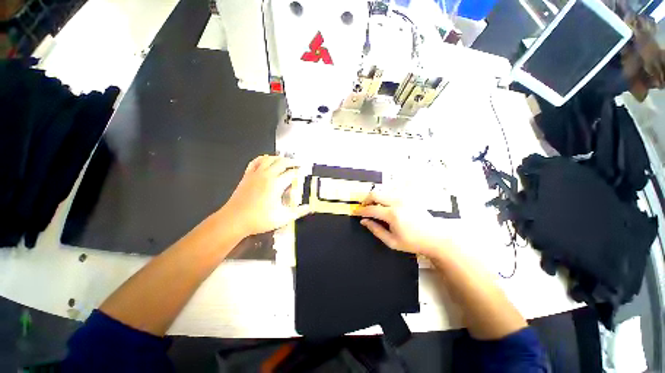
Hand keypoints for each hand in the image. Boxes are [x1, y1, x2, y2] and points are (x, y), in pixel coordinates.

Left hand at [221, 155, 309, 236]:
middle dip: (292, 162)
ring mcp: (256, 174)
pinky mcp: (247, 176)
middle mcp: (267, 175)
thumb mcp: (283, 218)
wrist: (234, 220)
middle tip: (298, 164)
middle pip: (282, 162)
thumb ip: (298, 212)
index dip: (299, 172)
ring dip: (279, 158)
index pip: (292, 173)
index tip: (304, 173)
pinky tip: (266, 160)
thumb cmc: (259, 219)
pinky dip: (262, 158)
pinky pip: (255, 162)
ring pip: (269, 159)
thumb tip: (309, 208)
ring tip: (285, 160)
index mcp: (276, 184)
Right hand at [353, 189, 449, 257]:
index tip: (355, 212)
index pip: (371, 209)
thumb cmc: (413, 242)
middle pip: (375, 194)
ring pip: (383, 192)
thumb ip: (375, 230)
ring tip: (374, 208)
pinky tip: (386, 206)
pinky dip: (385, 198)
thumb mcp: (391, 241)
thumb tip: (364, 221)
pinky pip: (392, 193)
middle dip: (366, 200)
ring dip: (375, 198)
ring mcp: (404, 198)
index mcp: (392, 214)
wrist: (435, 237)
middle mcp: (397, 202)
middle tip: (363, 208)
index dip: (361, 210)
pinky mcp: (409, 197)